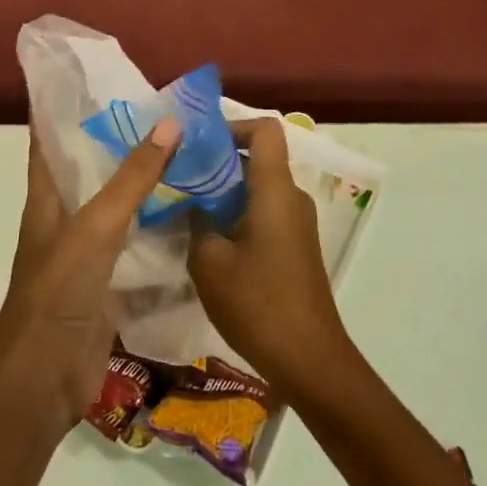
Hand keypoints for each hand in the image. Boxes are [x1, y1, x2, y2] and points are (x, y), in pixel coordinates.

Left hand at [0, 118, 181, 438]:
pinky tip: (198, 219)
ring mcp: (89, 256)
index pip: (49, 141)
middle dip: (125, 145)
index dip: (64, 109)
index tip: (99, 80)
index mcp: (48, 199)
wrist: (45, 380)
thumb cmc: (58, 292)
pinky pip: (142, 251)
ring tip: (192, 158)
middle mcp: (66, 221)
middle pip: (94, 172)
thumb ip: (133, 178)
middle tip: (169, 115)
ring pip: (123, 211)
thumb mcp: (96, 227)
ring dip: (150, 189)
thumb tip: (170, 122)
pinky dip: (164, 236)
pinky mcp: (111, 286)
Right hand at [188, 118, 357, 400]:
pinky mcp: (295, 246)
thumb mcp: (209, 261)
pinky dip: (237, 214)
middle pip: (258, 158)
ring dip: (224, 192)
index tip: (198, 145)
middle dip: (217, 163)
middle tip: (178, 177)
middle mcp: (291, 197)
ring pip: (258, 188)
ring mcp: (297, 222)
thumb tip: (191, 203)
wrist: (308, 359)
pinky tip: (209, 241)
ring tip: (185, 209)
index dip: (233, 126)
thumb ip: (196, 221)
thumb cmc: (258, 303)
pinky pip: (265, 212)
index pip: (265, 130)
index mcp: (275, 189)